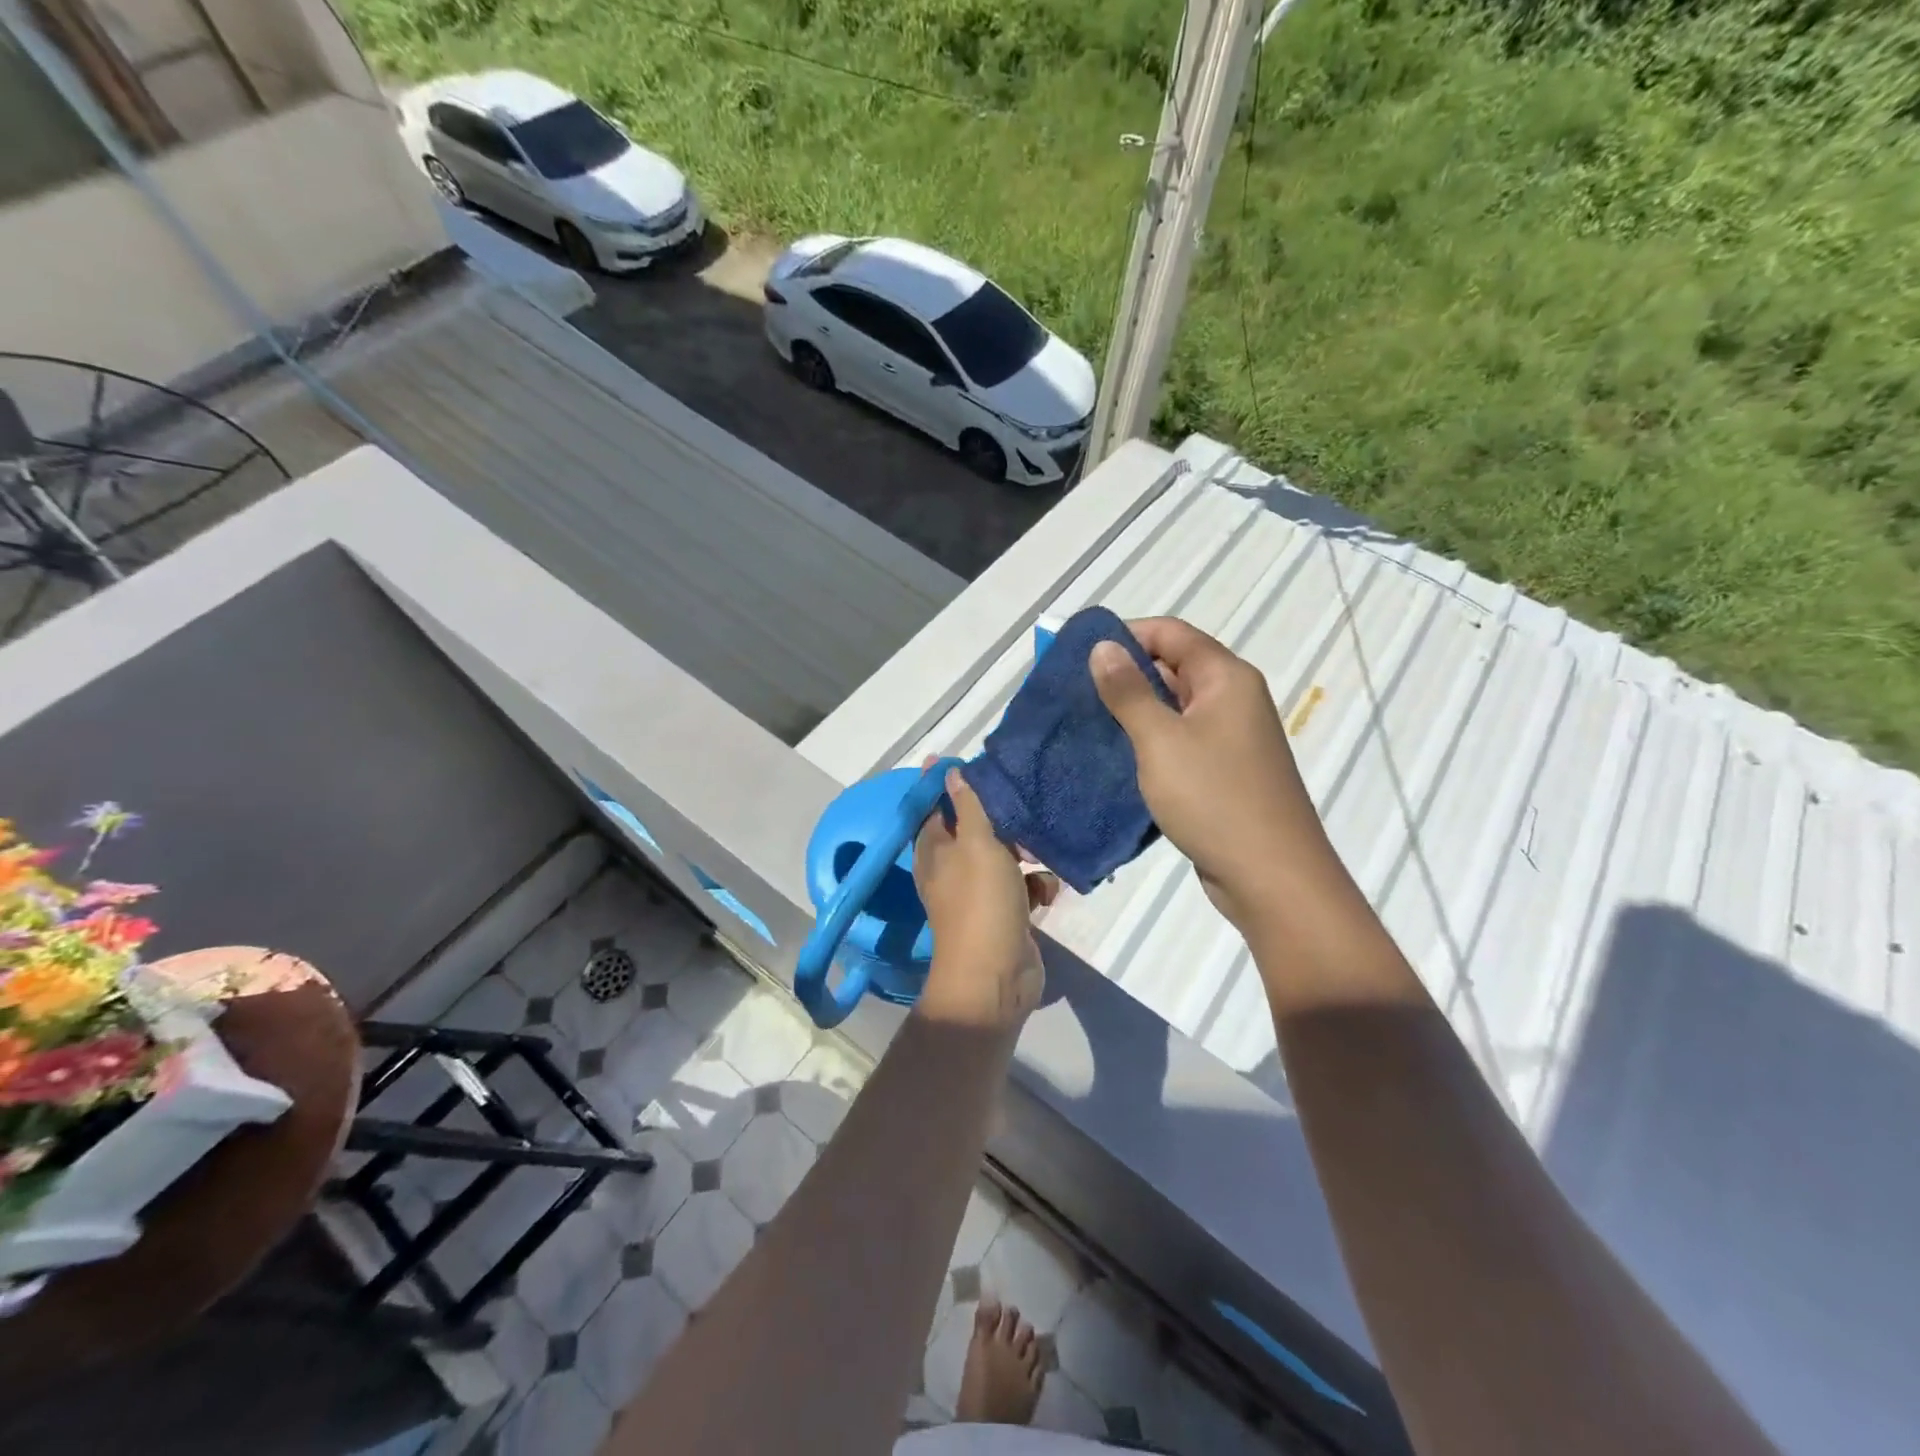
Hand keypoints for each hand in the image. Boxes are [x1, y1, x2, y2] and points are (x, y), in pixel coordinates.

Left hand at [914, 766, 1057, 1030]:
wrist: (996, 976)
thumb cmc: (980, 901)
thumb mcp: (976, 844)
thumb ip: (968, 806)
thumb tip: (947, 770)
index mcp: (935, 850)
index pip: (938, 806)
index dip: (953, 784)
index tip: (980, 763)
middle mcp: (953, 868)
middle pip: (977, 830)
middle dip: (1003, 820)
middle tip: (1027, 803)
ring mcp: (981, 892)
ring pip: (1005, 858)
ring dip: (1027, 853)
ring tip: (1045, 845)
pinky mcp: (1006, 912)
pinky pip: (1024, 886)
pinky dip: (1037, 885)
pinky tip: (1050, 888)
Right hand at [1090, 618, 1328, 932]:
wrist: (1270, 877)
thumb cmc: (1215, 798)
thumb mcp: (1161, 740)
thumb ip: (1129, 691)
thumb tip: (1103, 646)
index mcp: (1226, 678)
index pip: (1170, 633)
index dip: (1124, 634)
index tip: (1078, 653)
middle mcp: (1232, 699)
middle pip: (1173, 667)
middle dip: (1123, 675)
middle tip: (1072, 692)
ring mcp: (1230, 738)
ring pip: (1173, 708)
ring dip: (1133, 711)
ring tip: (1084, 723)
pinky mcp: (1222, 771)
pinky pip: (1179, 741)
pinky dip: (1148, 742)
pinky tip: (1114, 757)